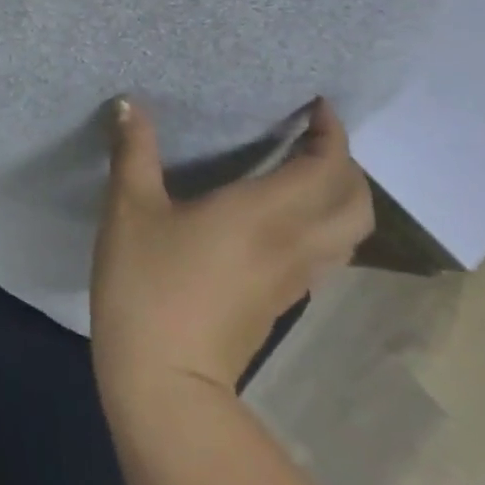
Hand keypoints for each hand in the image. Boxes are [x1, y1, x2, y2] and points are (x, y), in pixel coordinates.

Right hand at [91, 99, 373, 400]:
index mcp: (265, 214)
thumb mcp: (129, 207)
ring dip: (340, 196)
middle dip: (346, 165)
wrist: (166, 381)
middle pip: (356, 204)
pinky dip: (323, 224)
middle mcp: (293, 244)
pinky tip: (282, 217)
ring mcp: (294, 280)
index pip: (327, 169)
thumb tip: (128, 103)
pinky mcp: (282, 303)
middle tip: (311, 135)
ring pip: (348, 234)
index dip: (333, 134)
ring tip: (303, 169)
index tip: (317, 105)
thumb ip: (134, 149)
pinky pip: (326, 254)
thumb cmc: (148, 283)